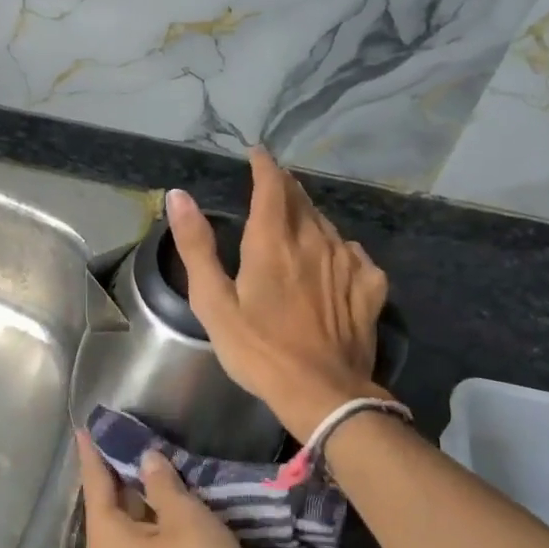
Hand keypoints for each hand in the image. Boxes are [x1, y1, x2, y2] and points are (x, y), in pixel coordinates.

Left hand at [76, 431, 286, 547]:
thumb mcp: (181, 516)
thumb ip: (162, 483)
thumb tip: (146, 459)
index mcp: (108, 536)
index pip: (95, 482)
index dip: (93, 453)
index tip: (87, 425)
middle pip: (115, 500)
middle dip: (121, 466)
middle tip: (129, 429)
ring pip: (141, 518)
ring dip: (150, 489)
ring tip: (159, 450)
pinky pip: (163, 533)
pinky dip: (169, 510)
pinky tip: (185, 490)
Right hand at [167, 150, 391, 439]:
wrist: (323, 394)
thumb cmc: (259, 350)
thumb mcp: (214, 303)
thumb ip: (196, 246)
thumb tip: (178, 195)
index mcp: (273, 241)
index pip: (272, 185)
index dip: (264, 165)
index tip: (256, 153)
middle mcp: (314, 241)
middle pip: (302, 200)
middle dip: (285, 187)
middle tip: (271, 184)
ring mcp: (348, 263)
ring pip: (327, 224)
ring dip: (309, 216)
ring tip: (297, 221)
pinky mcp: (370, 288)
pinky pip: (355, 254)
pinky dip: (339, 248)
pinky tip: (335, 260)